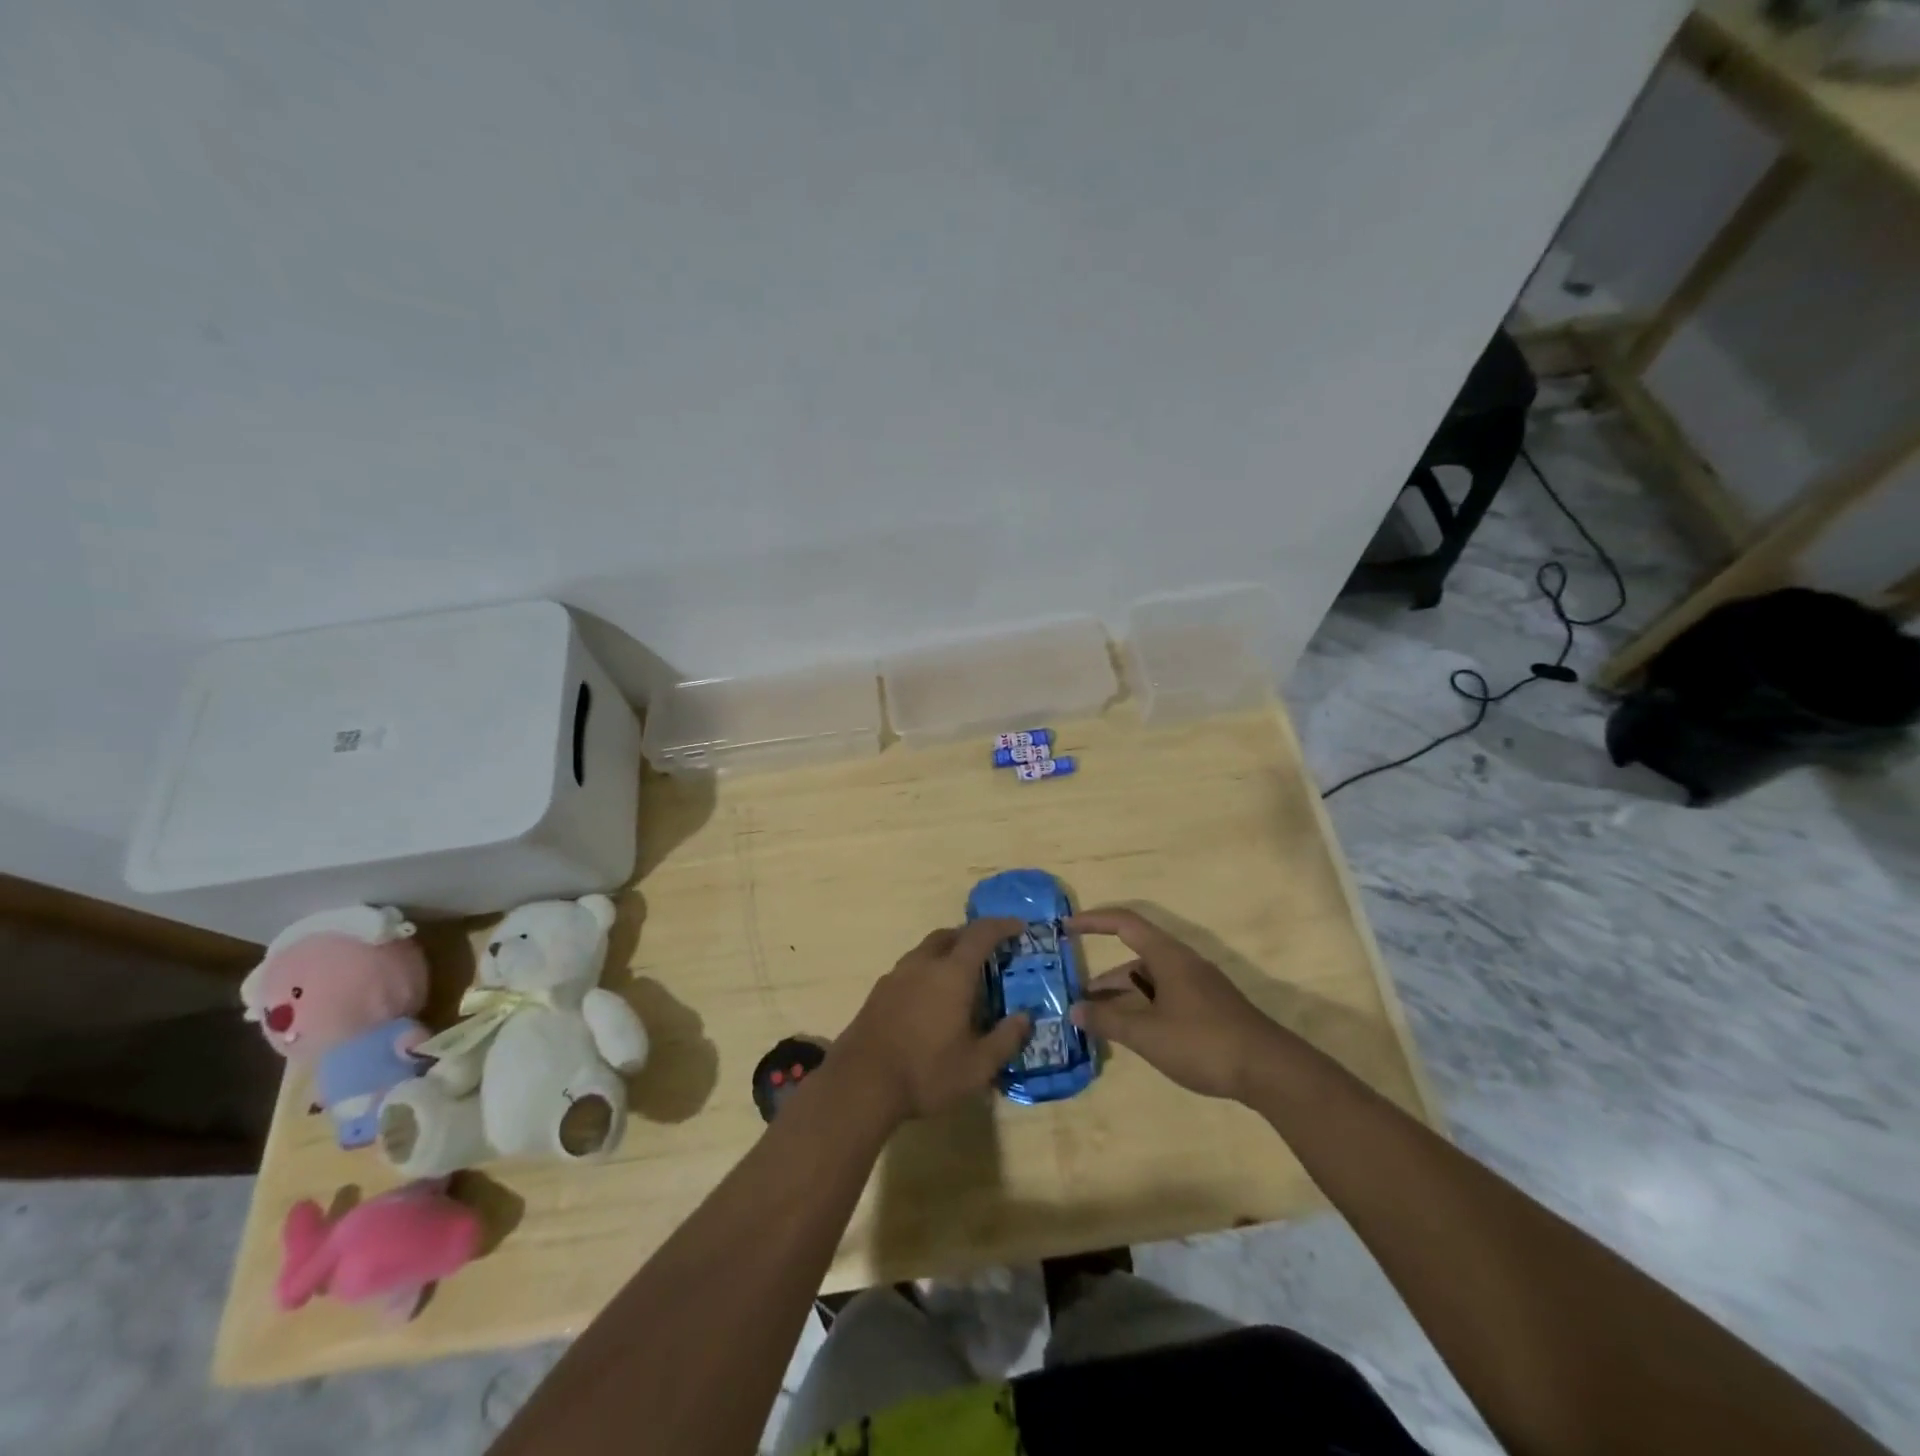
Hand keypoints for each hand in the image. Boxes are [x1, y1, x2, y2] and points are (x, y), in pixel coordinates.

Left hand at [835, 918, 1031, 1124]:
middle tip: (989, 953)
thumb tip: (1026, 1017)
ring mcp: (896, 976)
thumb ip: (1005, 1039)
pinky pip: (910, 969)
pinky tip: (930, 1000)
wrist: (860, 1084)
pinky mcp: (878, 992)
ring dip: (946, 954)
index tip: (1018, 927)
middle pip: (949, 936)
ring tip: (960, 979)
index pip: (981, 935)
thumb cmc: (926, 1072)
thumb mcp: (977, 1067)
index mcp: (951, 974)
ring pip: (926, 950)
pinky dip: (927, 972)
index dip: (1002, 926)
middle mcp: (922, 964)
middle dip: (971, 937)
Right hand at [1066, 907, 1288, 1100]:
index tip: (1066, 927)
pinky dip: (1144, 1008)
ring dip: (1124, 996)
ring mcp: (1199, 986)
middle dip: (1105, 977)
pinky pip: (1166, 997)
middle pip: (1136, 957)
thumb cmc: (1203, 1043)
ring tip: (1100, 1021)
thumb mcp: (1147, 1034)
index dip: (1094, 921)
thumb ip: (1108, 1020)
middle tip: (1079, 997)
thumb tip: (1075, 1010)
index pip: (1124, 923)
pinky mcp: (1209, 1008)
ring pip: (1151, 981)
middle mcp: (1183, 963)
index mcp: (1168, 956)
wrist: (1270, 1070)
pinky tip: (1135, 1034)